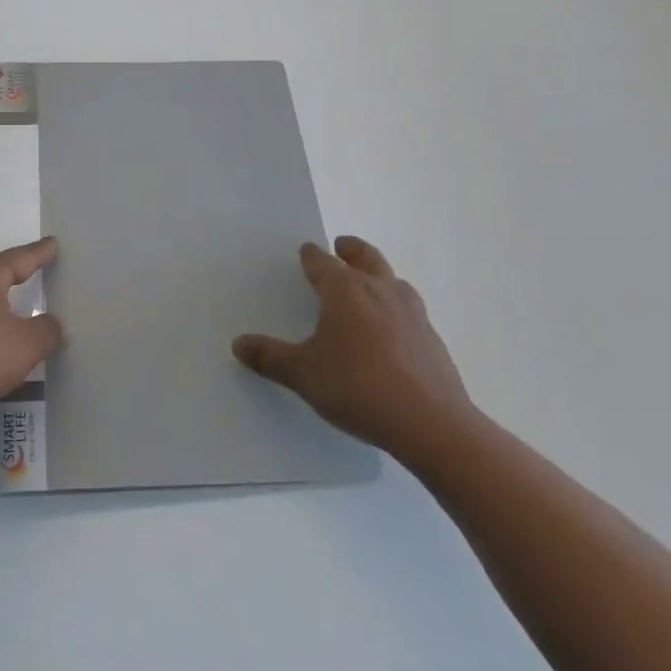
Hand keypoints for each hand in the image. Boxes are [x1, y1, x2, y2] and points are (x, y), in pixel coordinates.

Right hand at [232, 236, 475, 472]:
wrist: (432, 424)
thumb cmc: (358, 387)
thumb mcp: (303, 374)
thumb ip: (270, 357)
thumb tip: (238, 344)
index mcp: (345, 290)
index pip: (322, 261)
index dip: (311, 256)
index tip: (305, 252)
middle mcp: (379, 290)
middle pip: (366, 257)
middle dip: (351, 250)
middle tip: (341, 247)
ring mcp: (412, 313)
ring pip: (393, 280)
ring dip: (379, 276)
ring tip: (369, 286)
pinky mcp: (433, 339)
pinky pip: (410, 311)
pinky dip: (397, 309)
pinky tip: (392, 333)